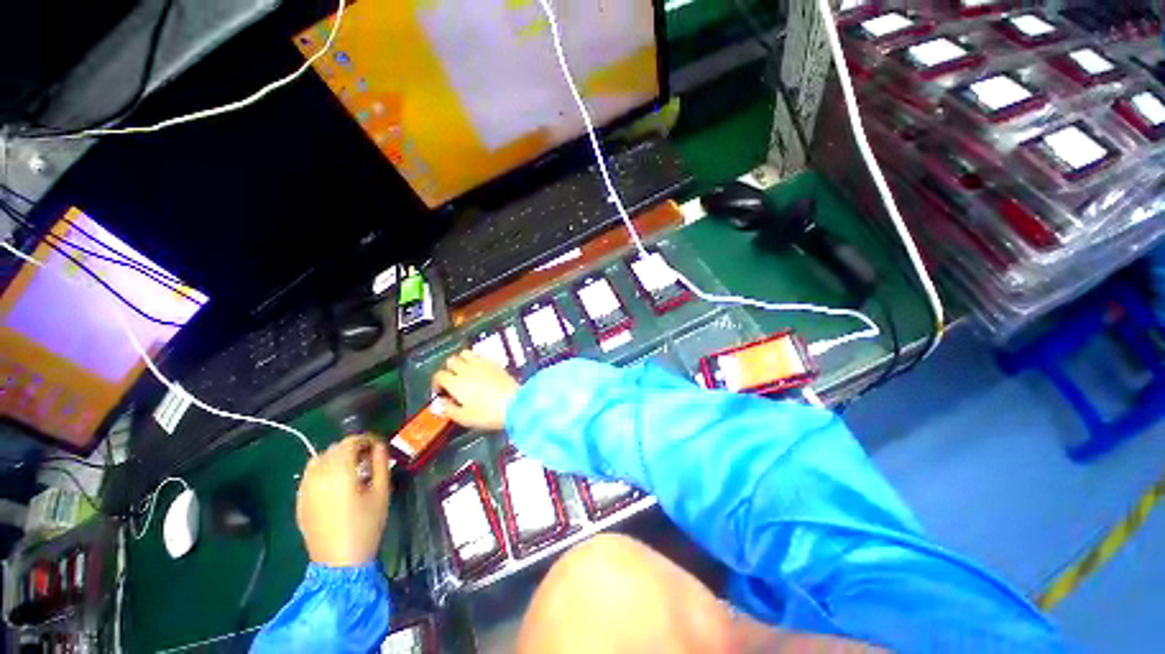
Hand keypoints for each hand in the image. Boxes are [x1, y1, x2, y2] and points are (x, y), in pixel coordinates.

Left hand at [296, 435, 390, 566]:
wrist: (339, 563)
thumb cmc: (366, 525)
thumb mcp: (381, 492)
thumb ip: (380, 464)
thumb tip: (379, 446)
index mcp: (339, 472)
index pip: (350, 442)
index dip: (366, 439)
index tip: (378, 446)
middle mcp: (318, 476)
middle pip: (334, 448)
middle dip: (353, 448)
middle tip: (369, 458)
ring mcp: (305, 489)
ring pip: (319, 459)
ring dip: (336, 457)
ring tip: (352, 469)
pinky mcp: (300, 501)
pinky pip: (310, 475)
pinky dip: (324, 470)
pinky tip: (336, 483)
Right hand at [432, 350, 519, 430]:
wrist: (514, 404)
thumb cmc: (487, 414)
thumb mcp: (464, 418)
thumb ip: (448, 410)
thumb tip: (439, 404)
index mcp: (456, 383)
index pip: (439, 375)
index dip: (437, 383)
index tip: (441, 393)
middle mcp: (467, 370)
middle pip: (451, 361)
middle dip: (448, 370)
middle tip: (452, 381)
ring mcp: (482, 364)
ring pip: (465, 353)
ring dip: (461, 360)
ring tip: (465, 372)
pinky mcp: (495, 363)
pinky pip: (480, 356)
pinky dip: (476, 360)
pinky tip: (480, 371)